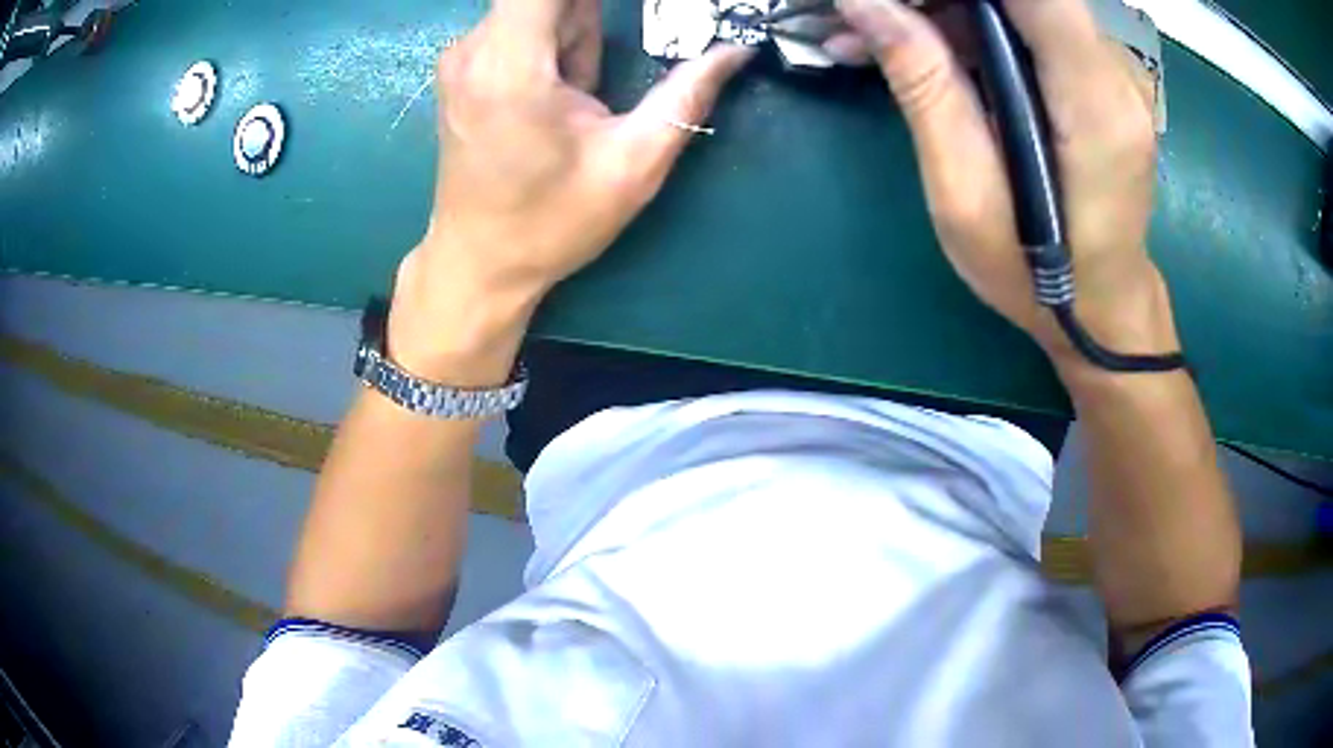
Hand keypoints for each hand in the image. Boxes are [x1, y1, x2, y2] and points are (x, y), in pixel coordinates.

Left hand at [390, 0, 752, 382]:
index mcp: (511, 65)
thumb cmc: (551, 223)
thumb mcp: (633, 164)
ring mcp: (463, 56)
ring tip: (578, 100)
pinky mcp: (462, 68)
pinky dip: (551, 47)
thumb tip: (737, 50)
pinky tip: (557, 96)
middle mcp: (475, 47)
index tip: (644, 14)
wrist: (478, 262)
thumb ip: (687, 95)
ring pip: (539, 9)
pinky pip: (520, 28)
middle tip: (597, 86)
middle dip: (590, 26)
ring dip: (574, 38)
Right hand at [830, 0, 1178, 372]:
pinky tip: (924, 50)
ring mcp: (1114, 70)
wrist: (1102, 307)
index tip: (894, 2)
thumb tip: (866, 4)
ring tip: (874, 40)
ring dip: (945, 11)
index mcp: (1093, 103)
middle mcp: (1115, 71)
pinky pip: (1029, 24)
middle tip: (863, 19)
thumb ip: (926, 89)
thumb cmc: (1035, 275)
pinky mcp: (1100, 75)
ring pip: (1019, 5)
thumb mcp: (966, 196)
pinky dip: (973, 26)